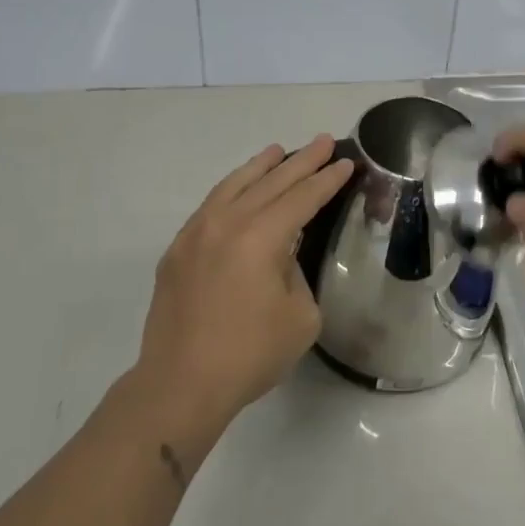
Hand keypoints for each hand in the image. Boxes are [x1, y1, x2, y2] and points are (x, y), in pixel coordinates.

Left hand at [138, 135, 353, 424]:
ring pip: (234, 185)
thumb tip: (280, 256)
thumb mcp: (299, 316)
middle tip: (323, 141)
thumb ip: (295, 273)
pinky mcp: (178, 250)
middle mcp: (227, 223)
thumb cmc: (249, 354)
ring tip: (279, 151)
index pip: (302, 198)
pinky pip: (211, 205)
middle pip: (271, 182)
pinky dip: (232, 188)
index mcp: (261, 237)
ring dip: (261, 166)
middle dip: (301, 161)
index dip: (327, 179)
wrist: (180, 385)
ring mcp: (196, 233)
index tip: (345, 162)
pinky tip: (240, 187)